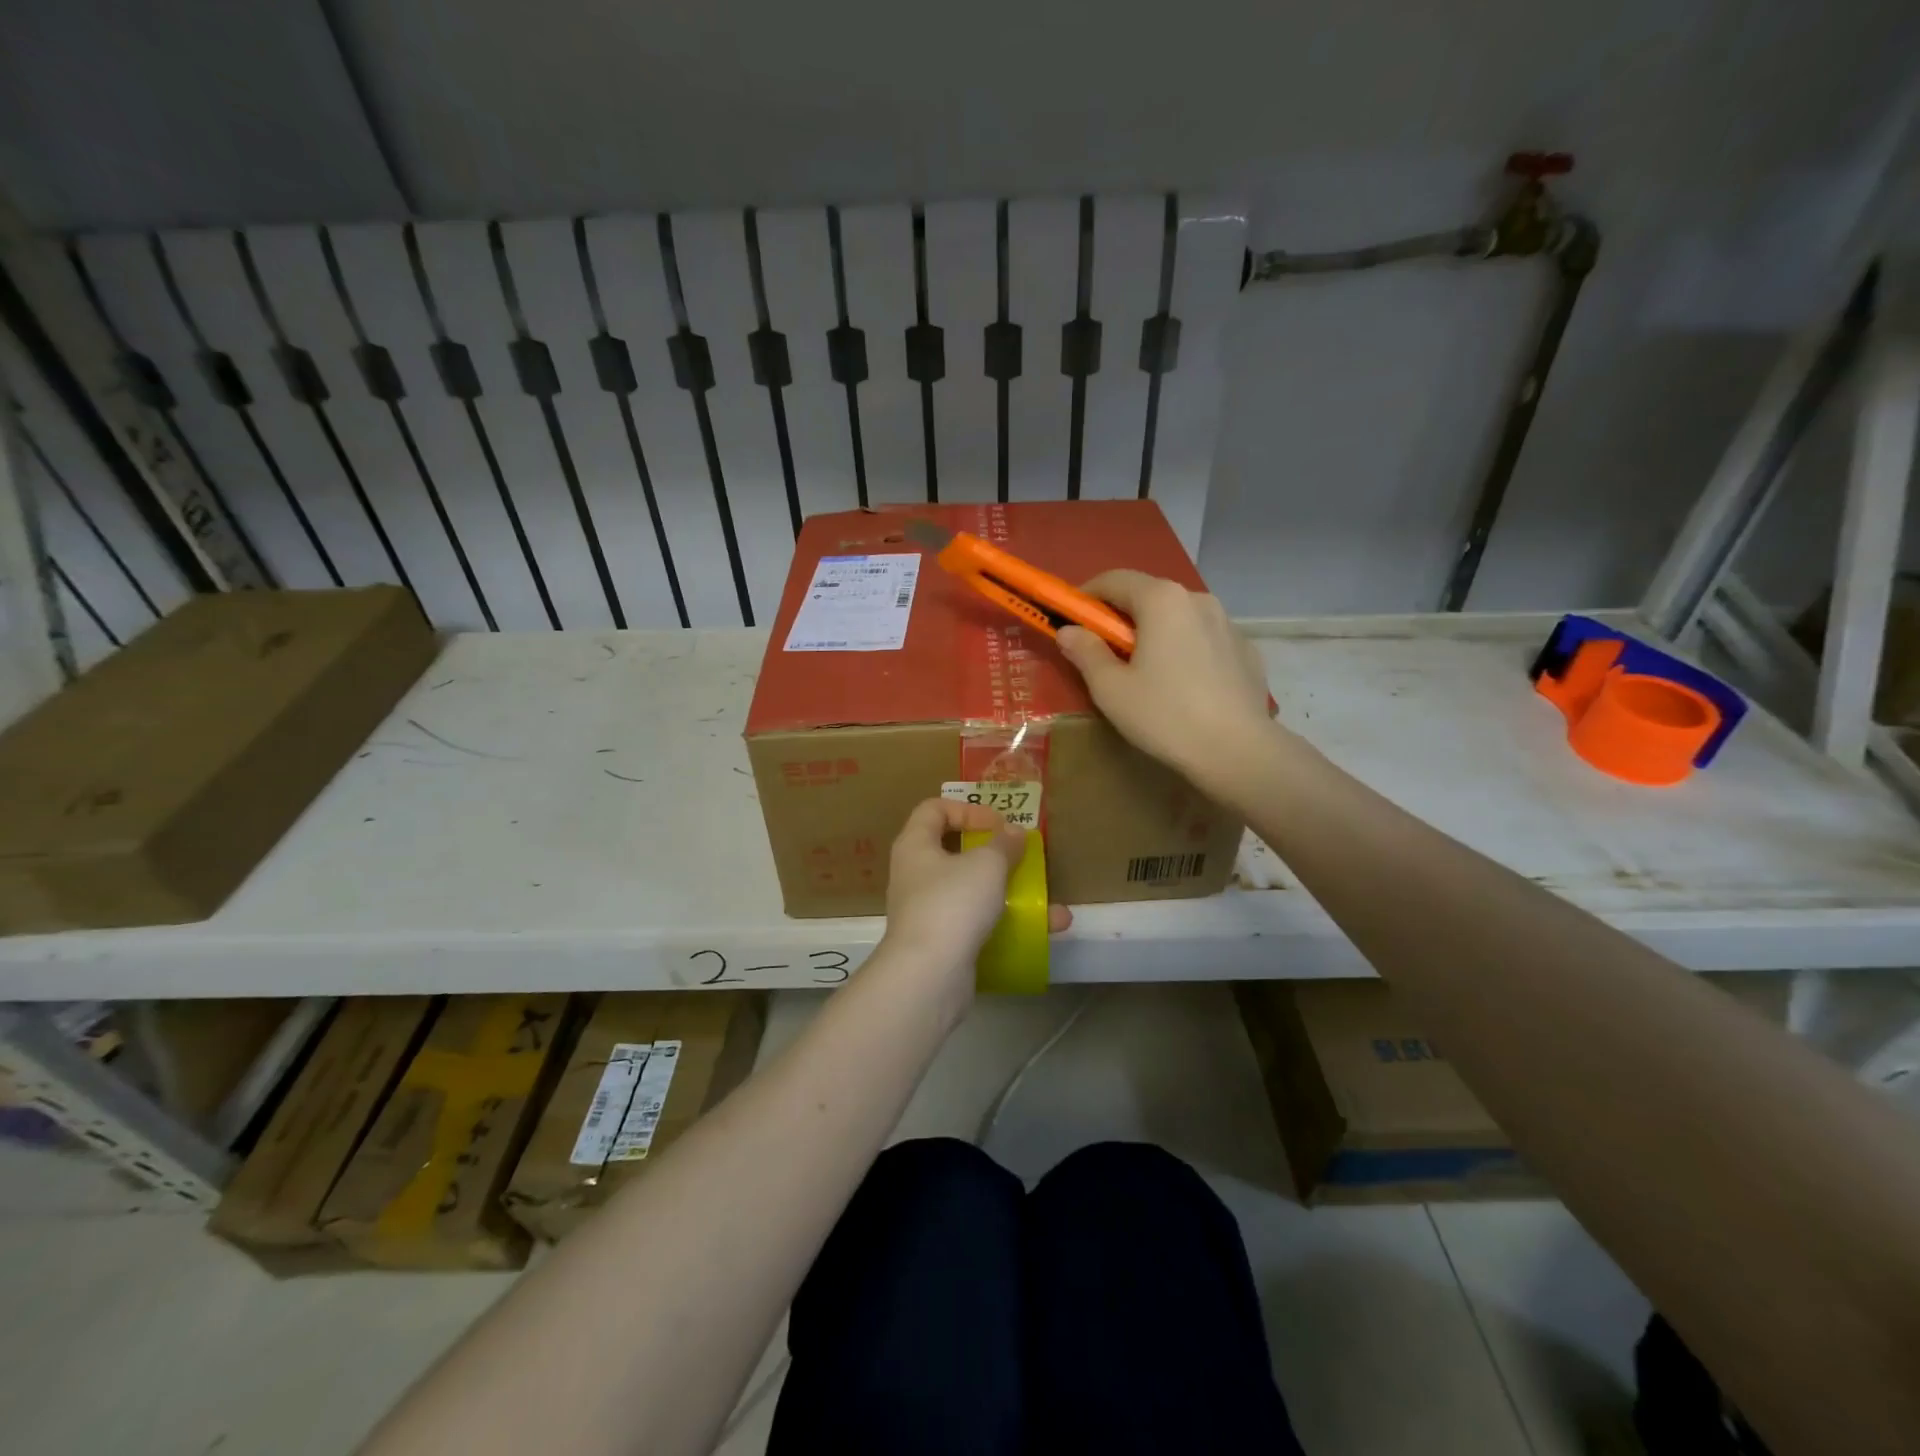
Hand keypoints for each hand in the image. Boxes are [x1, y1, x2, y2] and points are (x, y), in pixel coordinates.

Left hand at [880, 799, 1071, 995]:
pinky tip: (1045, 931)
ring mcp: (927, 912)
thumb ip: (1003, 844)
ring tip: (1048, 902)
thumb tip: (1013, 832)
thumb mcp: (987, 864)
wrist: (928, 975)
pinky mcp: (942, 943)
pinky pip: (978, 924)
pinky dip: (1009, 925)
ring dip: (1011, 893)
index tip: (999, 824)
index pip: (934, 809)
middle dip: (994, 854)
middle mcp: (915, 875)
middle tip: (1021, 857)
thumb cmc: (953, 903)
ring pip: (972, 892)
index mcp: (915, 845)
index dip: (968, 809)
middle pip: (954, 851)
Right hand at [1056, 570, 1274, 788]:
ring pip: (1179, 617)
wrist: (1238, 751)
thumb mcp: (1110, 688)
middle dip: (1121, 616)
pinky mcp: (1246, 651)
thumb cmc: (1164, 715)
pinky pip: (1204, 640)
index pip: (1115, 579)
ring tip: (1145, 671)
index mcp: (1162, 600)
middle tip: (1103, 650)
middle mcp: (1198, 599)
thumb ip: (1086, 652)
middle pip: (1149, 595)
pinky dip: (1184, 649)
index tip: (1071, 620)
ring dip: (1155, 632)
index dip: (1086, 596)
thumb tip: (1069, 631)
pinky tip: (1182, 685)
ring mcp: (1228, 624)